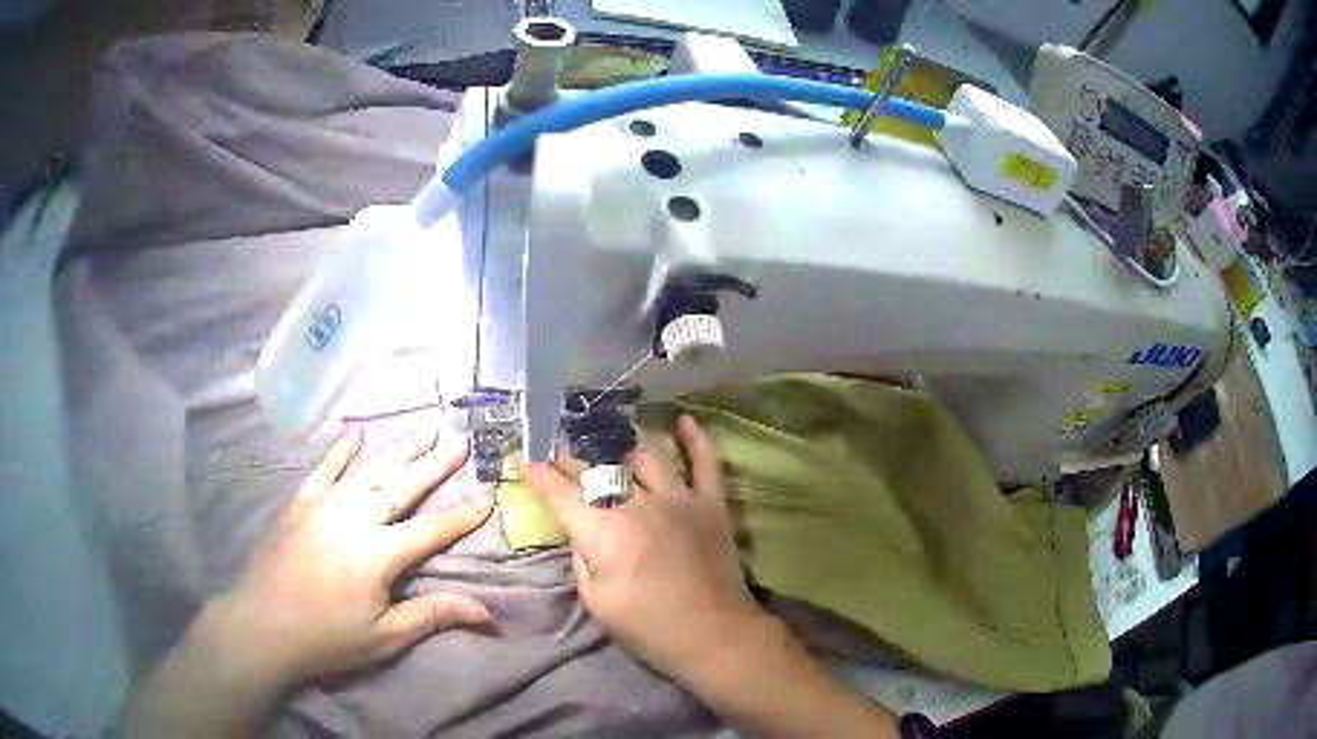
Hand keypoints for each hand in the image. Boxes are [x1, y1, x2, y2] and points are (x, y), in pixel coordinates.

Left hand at [209, 425, 493, 687]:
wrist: (262, 627)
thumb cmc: (327, 639)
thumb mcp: (385, 637)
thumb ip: (433, 616)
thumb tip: (487, 613)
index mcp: (377, 555)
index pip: (430, 530)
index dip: (461, 516)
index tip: (486, 498)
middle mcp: (353, 519)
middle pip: (401, 486)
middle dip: (435, 463)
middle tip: (460, 440)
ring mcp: (322, 505)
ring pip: (367, 470)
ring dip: (399, 449)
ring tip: (424, 429)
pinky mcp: (298, 504)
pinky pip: (322, 469)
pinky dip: (340, 451)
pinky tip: (355, 433)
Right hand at [521, 415, 763, 681]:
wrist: (713, 636)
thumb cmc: (649, 628)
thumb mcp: (596, 602)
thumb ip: (580, 558)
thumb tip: (578, 529)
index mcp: (604, 534)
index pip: (561, 493)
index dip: (538, 473)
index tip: (523, 456)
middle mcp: (639, 506)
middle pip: (597, 469)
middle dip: (572, 458)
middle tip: (561, 453)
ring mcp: (679, 499)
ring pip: (647, 456)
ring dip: (624, 448)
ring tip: (612, 446)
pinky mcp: (711, 503)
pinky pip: (705, 461)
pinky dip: (695, 439)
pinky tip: (683, 420)